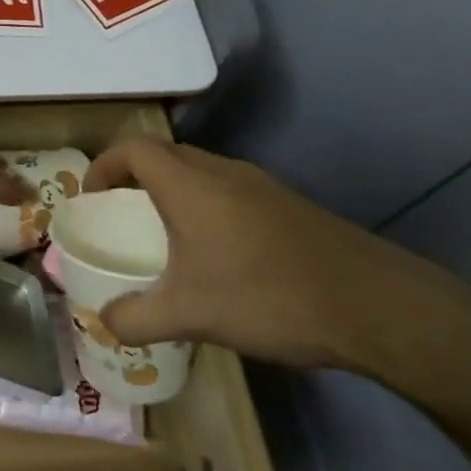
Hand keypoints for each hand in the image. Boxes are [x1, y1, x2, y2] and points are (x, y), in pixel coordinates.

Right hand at [83, 138, 470, 381]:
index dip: (104, 166)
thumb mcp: (190, 315)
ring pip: (200, 173)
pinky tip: (216, 256)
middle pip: (165, 155)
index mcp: (190, 186)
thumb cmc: (269, 297)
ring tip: (164, 238)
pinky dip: (205, 209)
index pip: (133, 148)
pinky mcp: (289, 207)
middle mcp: (224, 173)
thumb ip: (135, 318)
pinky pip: (229, 192)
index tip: (92, 199)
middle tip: (121, 217)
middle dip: (133, 179)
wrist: (378, 307)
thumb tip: (103, 322)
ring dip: (172, 193)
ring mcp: (262, 187)